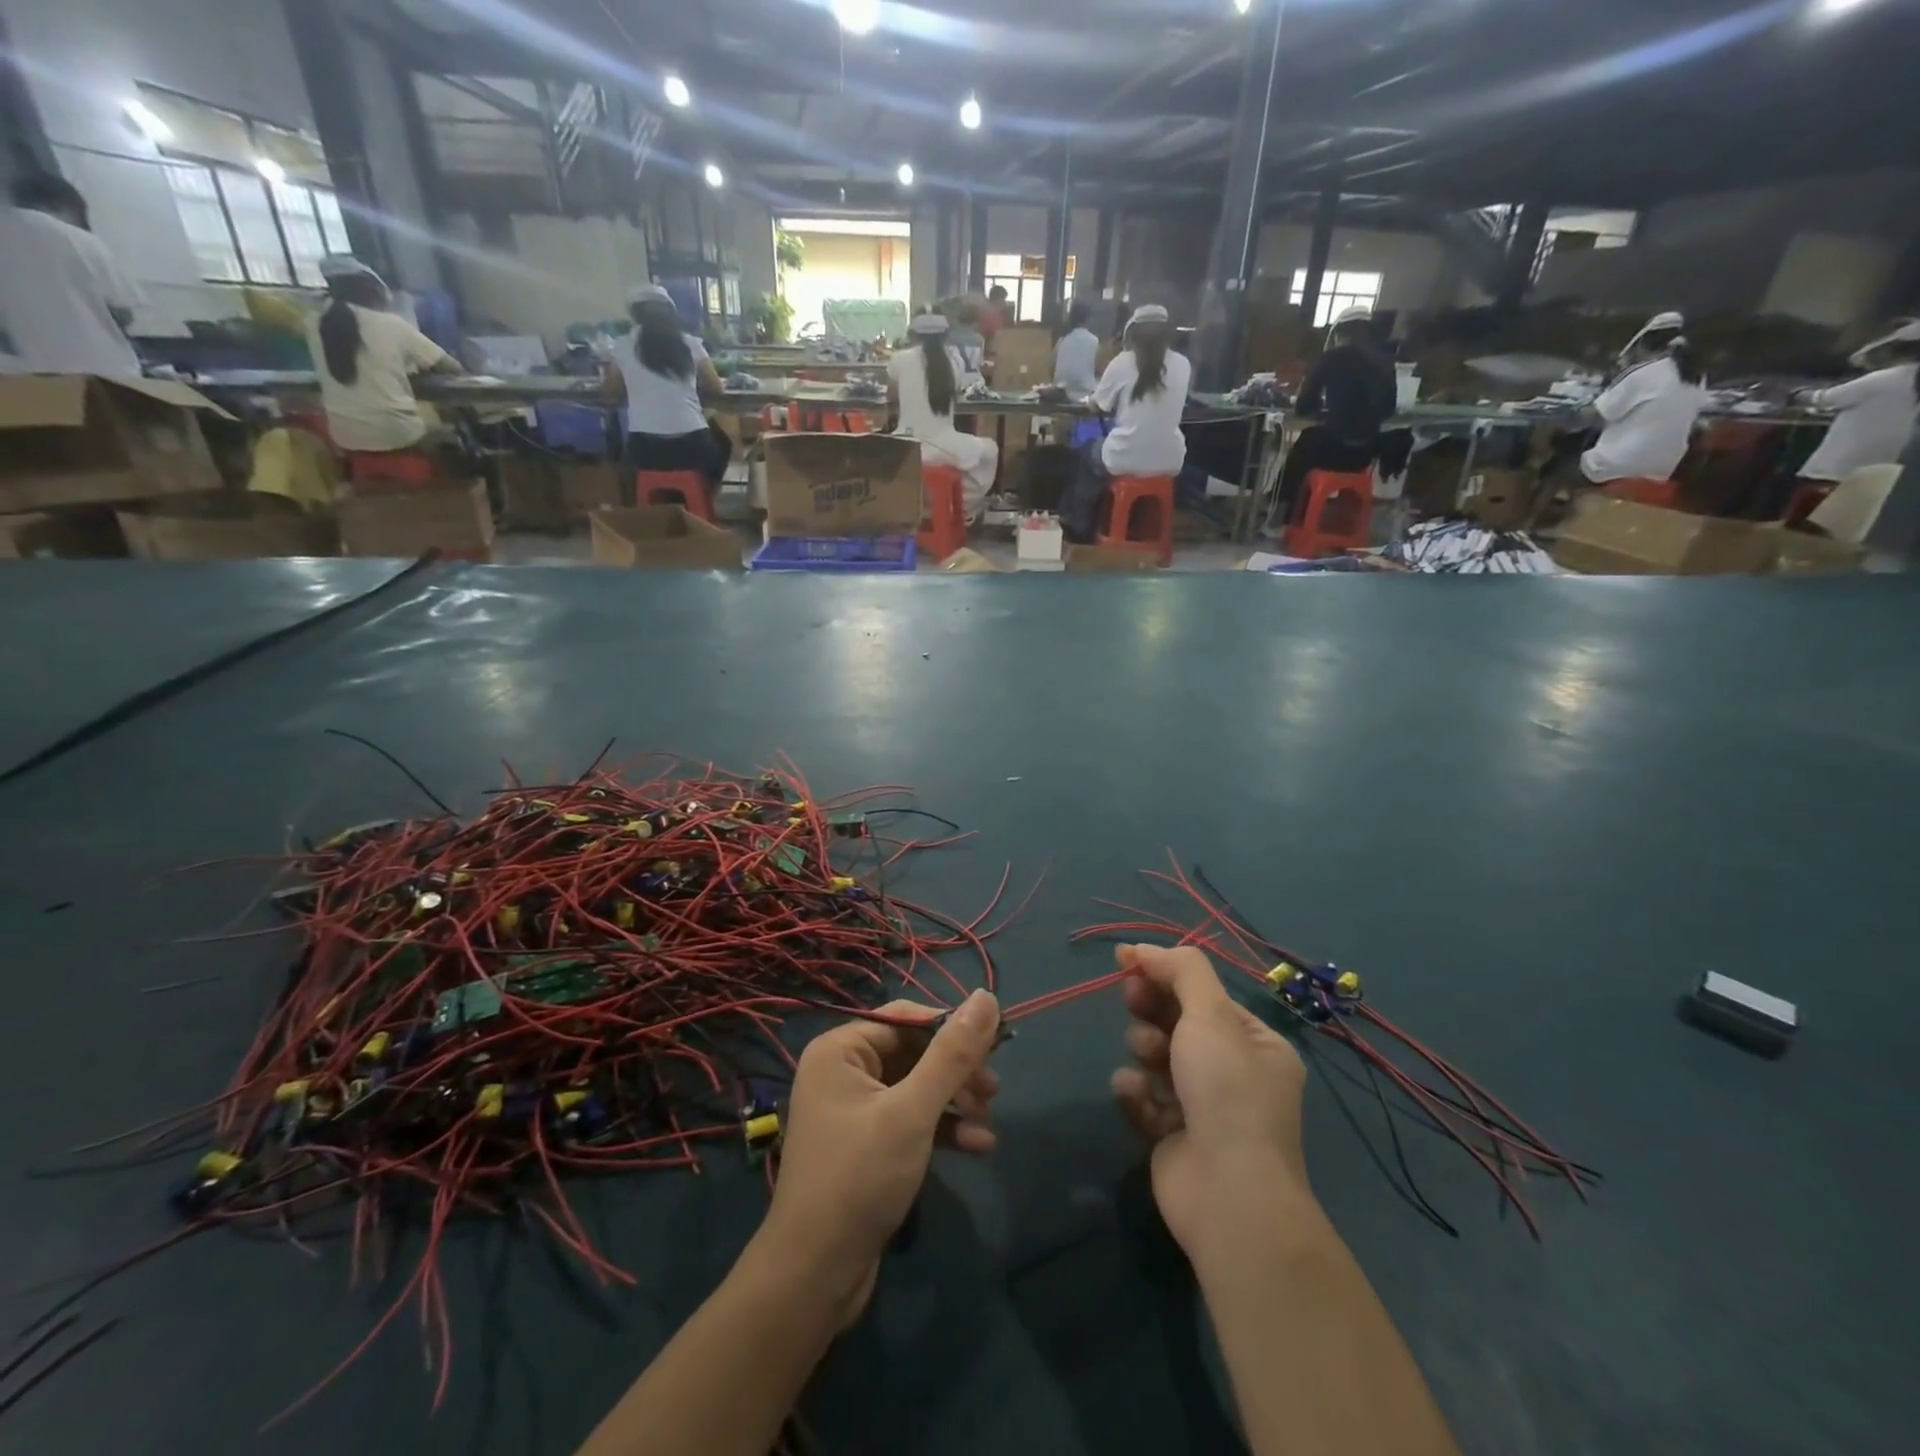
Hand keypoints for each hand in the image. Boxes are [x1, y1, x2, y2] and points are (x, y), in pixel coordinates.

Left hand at [760, 991, 1001, 1321]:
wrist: (814, 1276)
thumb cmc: (860, 1179)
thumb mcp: (913, 1112)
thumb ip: (952, 1054)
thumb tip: (986, 996)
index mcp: (841, 1050)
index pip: (905, 1018)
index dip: (950, 1027)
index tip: (995, 1045)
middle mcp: (843, 1071)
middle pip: (913, 1053)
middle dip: (956, 1072)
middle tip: (993, 1091)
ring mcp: (854, 1110)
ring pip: (917, 1088)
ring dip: (955, 1102)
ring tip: (989, 1121)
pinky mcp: (867, 1145)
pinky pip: (910, 1120)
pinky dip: (942, 1129)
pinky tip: (978, 1147)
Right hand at [1110, 945, 1311, 1262]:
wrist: (1228, 1196)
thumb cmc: (1227, 1093)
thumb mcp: (1211, 1015)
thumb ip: (1180, 971)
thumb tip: (1142, 949)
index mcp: (1257, 1045)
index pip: (1204, 996)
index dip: (1165, 974)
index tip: (1127, 961)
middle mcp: (1234, 1074)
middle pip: (1177, 1022)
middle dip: (1151, 1009)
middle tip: (1131, 998)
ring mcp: (1203, 1108)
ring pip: (1156, 1057)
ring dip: (1144, 1049)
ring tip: (1146, 1059)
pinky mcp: (1172, 1136)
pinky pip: (1144, 1097)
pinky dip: (1136, 1091)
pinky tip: (1136, 1094)